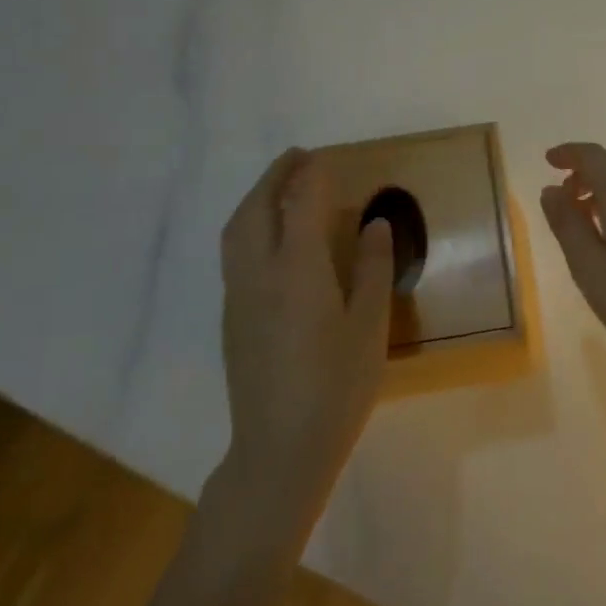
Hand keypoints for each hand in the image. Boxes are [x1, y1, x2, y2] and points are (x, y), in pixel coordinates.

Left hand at [218, 149, 393, 500]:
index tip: (322, 156)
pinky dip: (248, 226)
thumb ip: (373, 269)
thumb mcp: (369, 327)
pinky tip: (268, 237)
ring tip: (279, 186)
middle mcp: (259, 274)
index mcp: (297, 271)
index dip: (311, 176)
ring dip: (255, 198)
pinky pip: (233, 253)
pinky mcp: (231, 318)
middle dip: (275, 176)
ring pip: (236, 230)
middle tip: (298, 157)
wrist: (279, 449)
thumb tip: (375, 223)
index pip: (300, 205)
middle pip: (256, 209)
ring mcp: (238, 296)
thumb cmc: (337, 387)